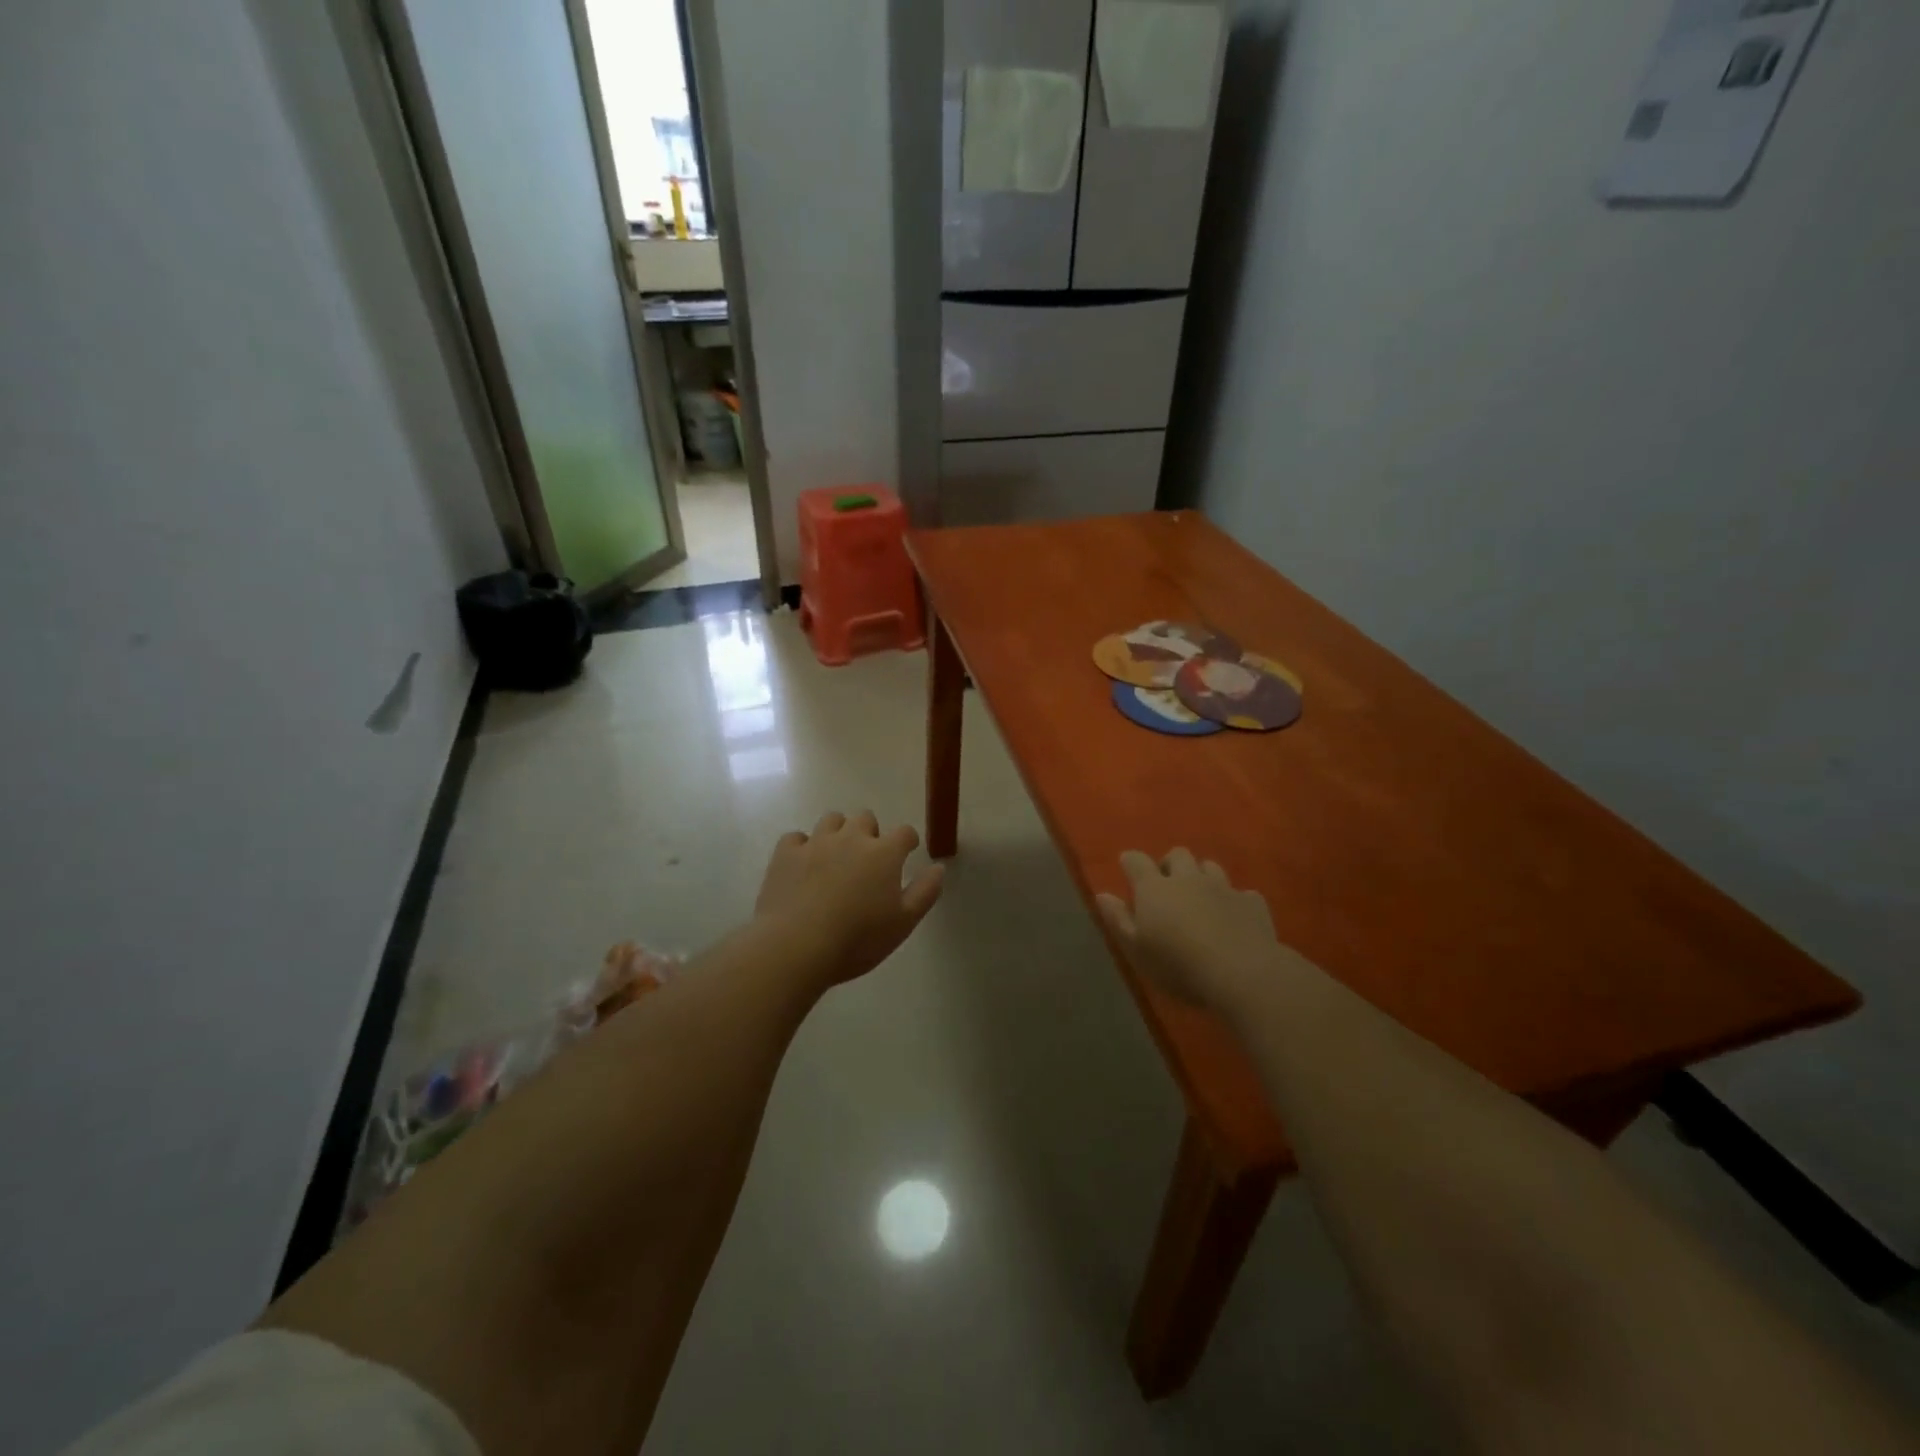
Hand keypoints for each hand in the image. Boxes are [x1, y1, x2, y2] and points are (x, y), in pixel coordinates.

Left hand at [752, 811, 944, 988]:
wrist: (797, 945)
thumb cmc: (858, 939)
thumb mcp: (903, 923)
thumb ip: (925, 892)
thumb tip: (938, 867)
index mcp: (884, 853)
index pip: (904, 833)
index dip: (908, 841)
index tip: (907, 852)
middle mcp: (851, 838)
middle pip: (865, 818)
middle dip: (870, 833)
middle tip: (868, 859)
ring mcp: (816, 842)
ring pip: (831, 820)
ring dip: (838, 832)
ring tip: (836, 857)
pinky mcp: (785, 853)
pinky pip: (796, 837)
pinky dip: (802, 846)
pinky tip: (803, 864)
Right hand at [1096, 849, 1299, 1013]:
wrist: (1242, 973)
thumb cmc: (1178, 965)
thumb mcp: (1136, 949)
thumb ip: (1118, 919)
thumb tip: (1102, 894)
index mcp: (1155, 888)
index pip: (1136, 861)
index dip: (1130, 862)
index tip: (1128, 869)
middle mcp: (1188, 879)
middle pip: (1178, 855)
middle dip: (1170, 864)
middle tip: (1166, 886)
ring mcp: (1223, 888)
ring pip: (1210, 867)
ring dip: (1202, 876)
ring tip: (1199, 897)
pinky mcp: (1252, 903)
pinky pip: (1242, 893)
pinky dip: (1234, 901)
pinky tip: (1233, 917)